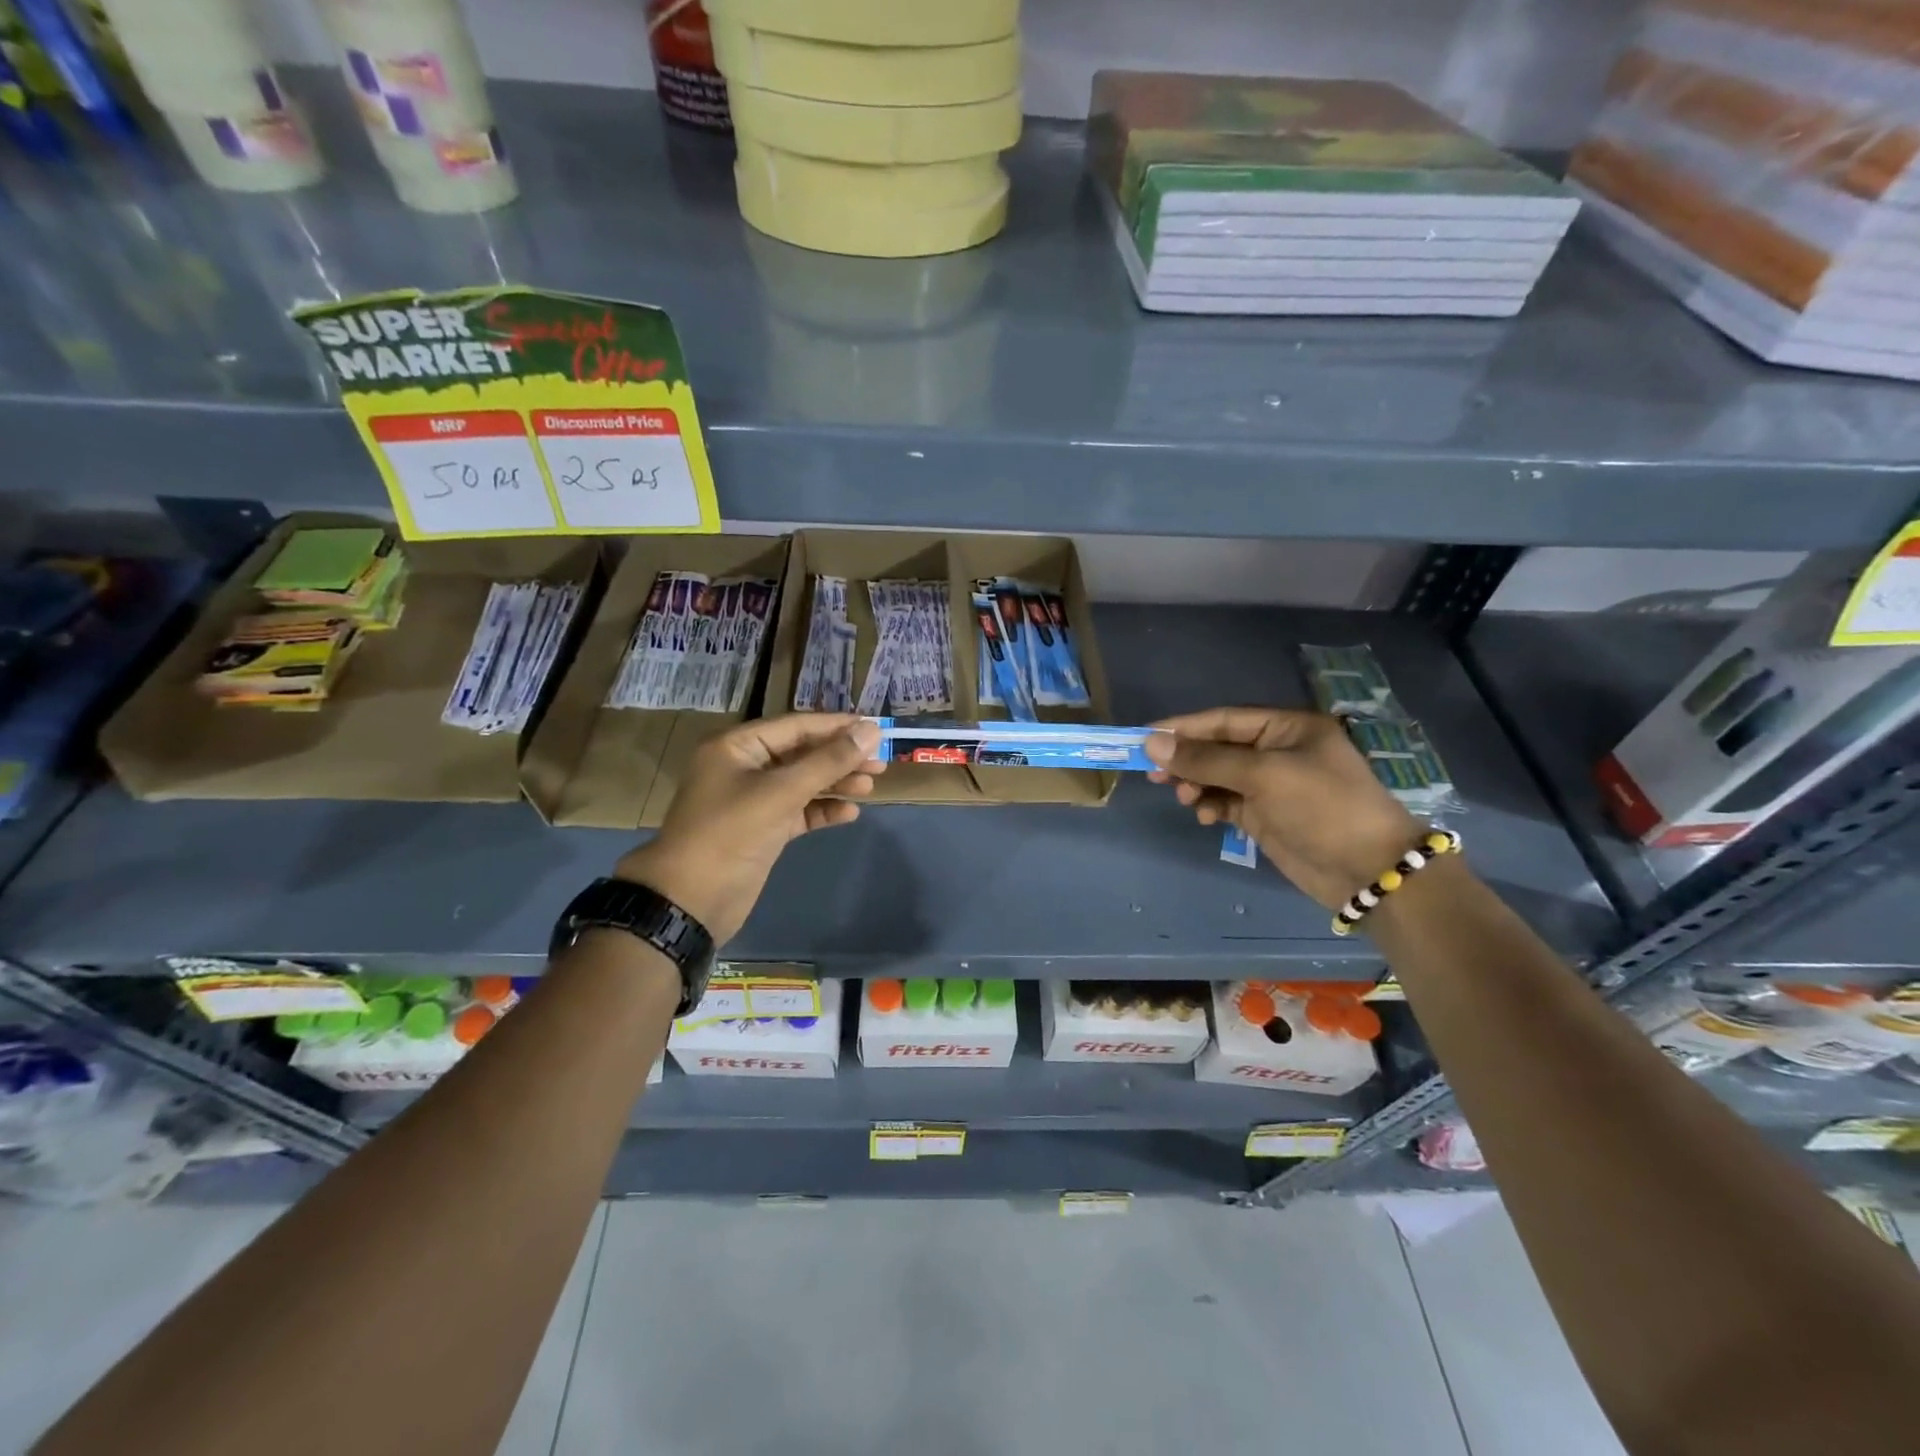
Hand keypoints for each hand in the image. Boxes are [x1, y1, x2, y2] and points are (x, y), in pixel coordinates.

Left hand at [613, 714, 884, 943]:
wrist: (691, 900)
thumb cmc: (731, 833)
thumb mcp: (781, 792)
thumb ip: (828, 761)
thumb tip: (870, 731)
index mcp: (738, 747)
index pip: (796, 726)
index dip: (837, 726)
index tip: (876, 729)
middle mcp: (745, 767)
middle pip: (802, 753)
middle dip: (840, 757)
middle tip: (880, 762)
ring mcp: (754, 800)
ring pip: (803, 783)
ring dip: (836, 783)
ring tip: (870, 786)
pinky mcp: (763, 829)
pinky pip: (799, 811)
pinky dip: (823, 811)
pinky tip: (850, 814)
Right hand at [1145, 707, 1422, 909]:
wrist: (1369, 870)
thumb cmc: (1322, 807)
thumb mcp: (1264, 776)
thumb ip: (1206, 759)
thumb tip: (1152, 743)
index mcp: (1287, 727)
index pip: (1224, 719)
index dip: (1183, 727)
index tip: (1144, 737)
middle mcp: (1278, 750)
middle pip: (1218, 747)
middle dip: (1187, 759)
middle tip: (1154, 773)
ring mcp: (1272, 785)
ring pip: (1218, 776)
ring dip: (1196, 784)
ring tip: (1185, 798)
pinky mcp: (1266, 815)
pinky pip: (1225, 802)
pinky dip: (1210, 805)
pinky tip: (1205, 816)